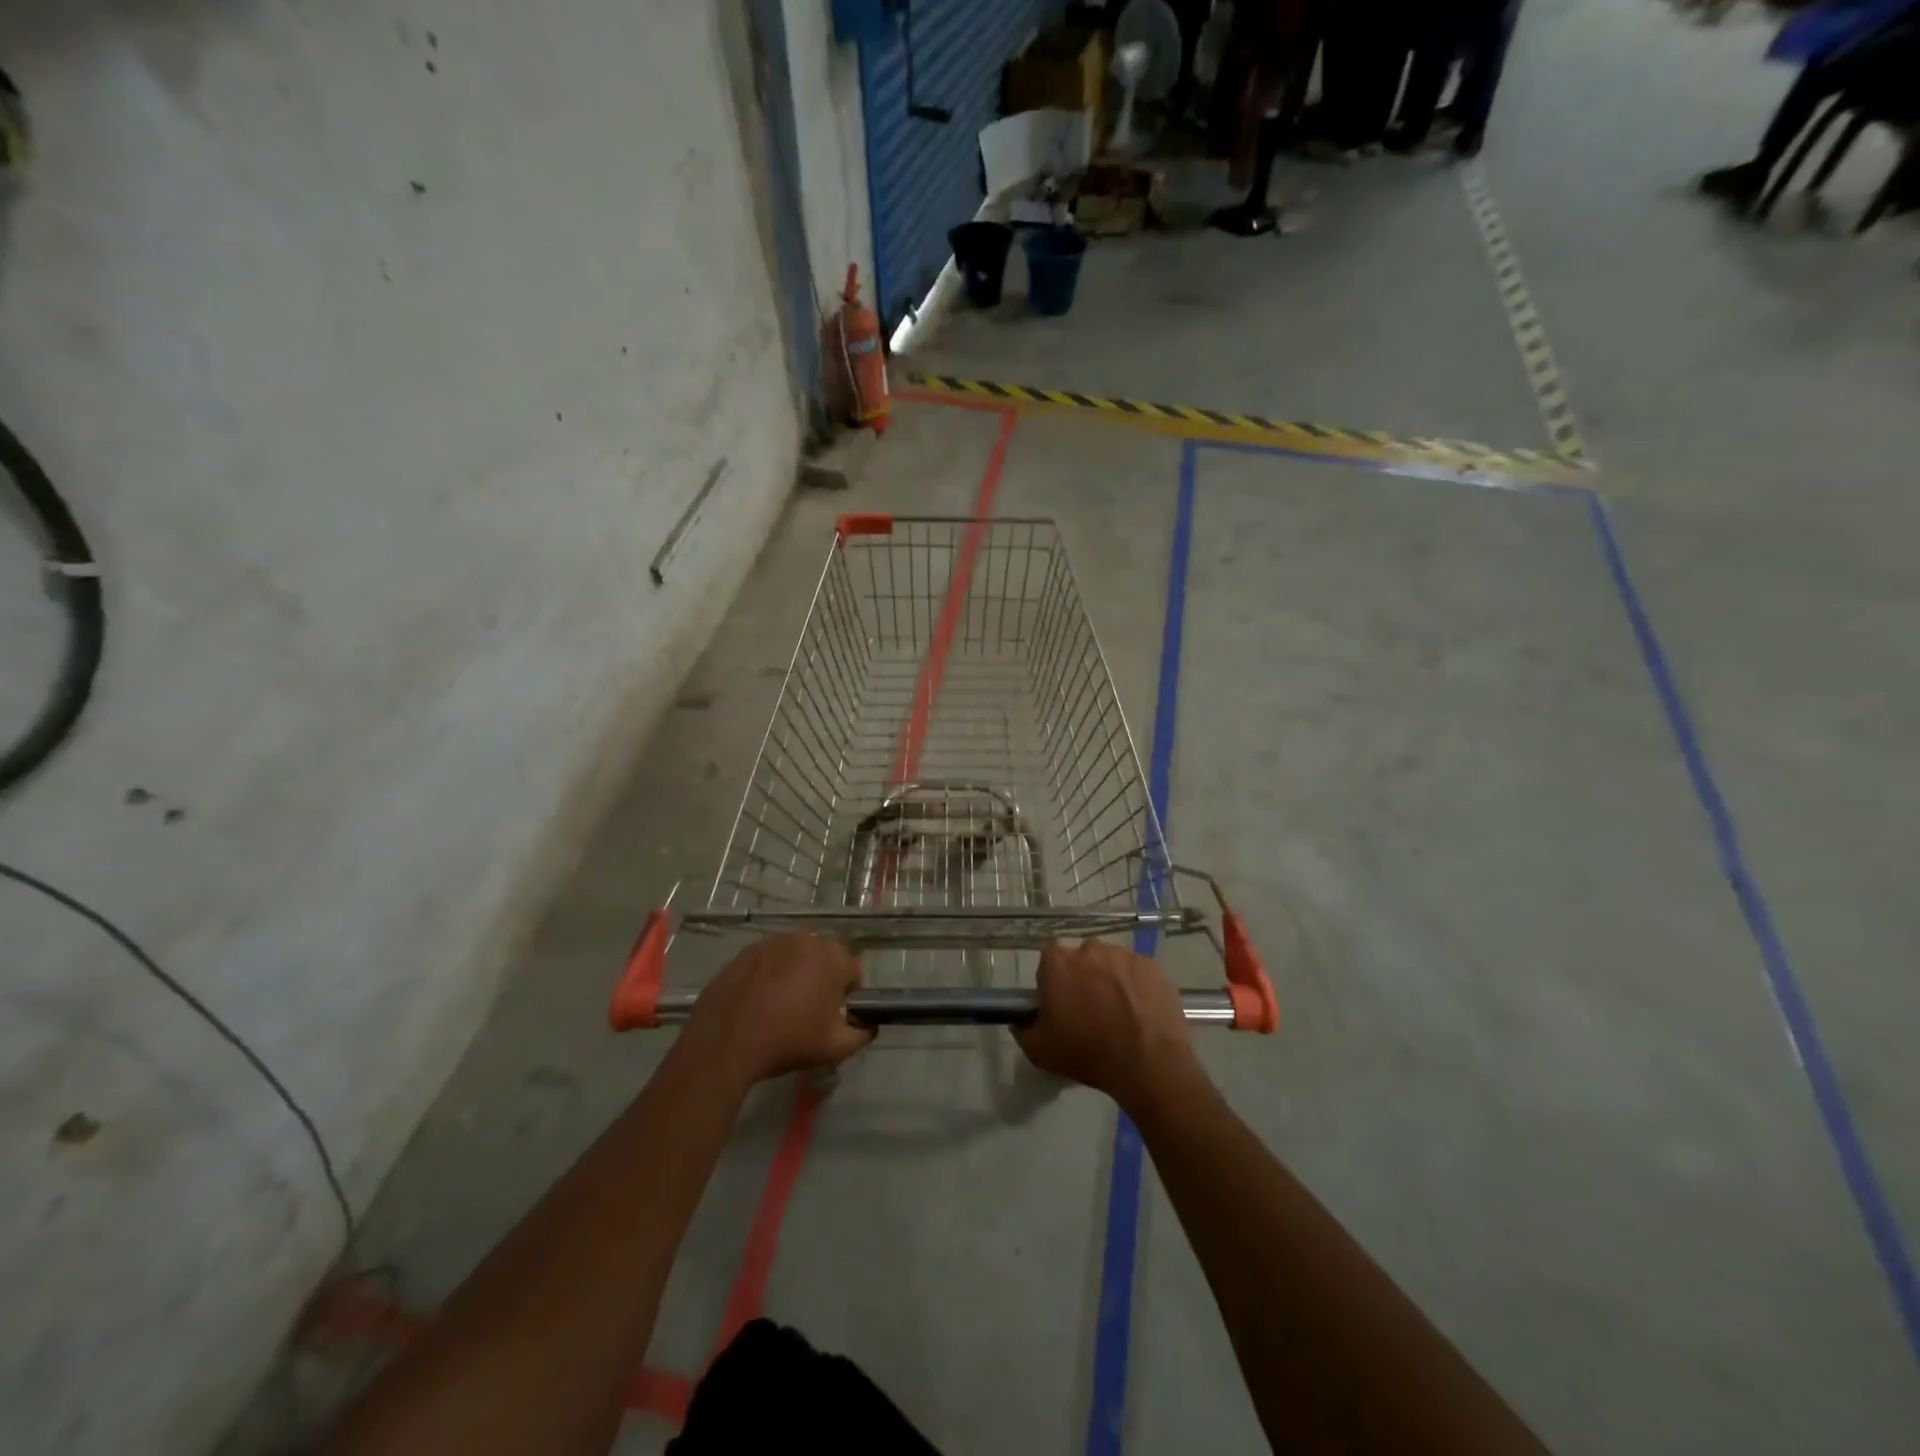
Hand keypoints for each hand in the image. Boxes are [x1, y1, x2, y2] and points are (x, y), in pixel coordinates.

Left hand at [682, 934, 873, 1085]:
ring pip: (795, 957)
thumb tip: (868, 1026)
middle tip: (808, 1011)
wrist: (726, 1042)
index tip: (833, 1015)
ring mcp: (772, 943)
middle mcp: (805, 940)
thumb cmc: (789, 1041)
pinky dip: (768, 976)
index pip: (853, 971)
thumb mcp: (836, 1048)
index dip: (847, 995)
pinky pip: (767, 962)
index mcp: (833, 957)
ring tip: (780, 1007)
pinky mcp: (745, 952)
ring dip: (794, 974)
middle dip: (821, 979)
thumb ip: (862, 1034)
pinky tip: (757, 1003)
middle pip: (823, 959)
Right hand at [1013, 940, 1198, 1113]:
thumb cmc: (1088, 1053)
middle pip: (1081, 959)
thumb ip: (1023, 1029)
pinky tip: (1140, 1012)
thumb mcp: (1039, 1051)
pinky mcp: (1152, 966)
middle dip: (1083, 977)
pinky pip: (1136, 972)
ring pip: (1110, 963)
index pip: (1048, 960)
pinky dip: (1136, 986)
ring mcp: (1124, 955)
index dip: (1053, 980)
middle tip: (1090, 1009)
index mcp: (1058, 962)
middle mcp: (1090, 949)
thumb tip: (1021, 1020)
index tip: (1060, 1003)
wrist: (1148, 1064)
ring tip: (1119, 1013)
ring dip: (1110, 980)